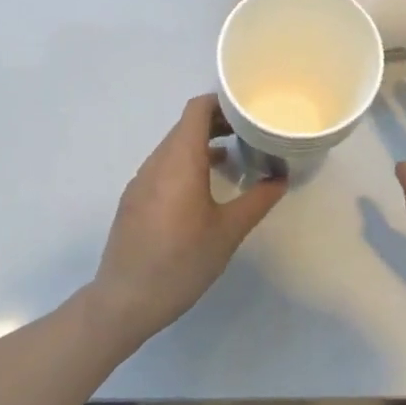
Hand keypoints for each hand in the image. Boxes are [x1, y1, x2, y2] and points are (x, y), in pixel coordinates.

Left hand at [90, 95, 287, 342]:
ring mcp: (141, 180)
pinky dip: (186, 163)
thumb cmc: (181, 262)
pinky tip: (203, 189)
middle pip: (186, 125)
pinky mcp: (134, 199)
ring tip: (233, 159)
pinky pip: (163, 166)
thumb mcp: (228, 233)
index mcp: (180, 161)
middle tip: (250, 133)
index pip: (197, 110)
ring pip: (174, 146)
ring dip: (202, 145)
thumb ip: (257, 201)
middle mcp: (157, 162)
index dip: (222, 102)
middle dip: (218, 123)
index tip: (249, 110)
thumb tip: (281, 178)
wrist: (124, 302)